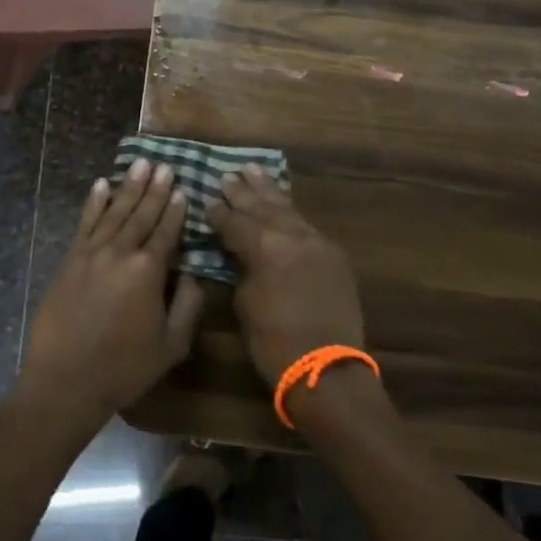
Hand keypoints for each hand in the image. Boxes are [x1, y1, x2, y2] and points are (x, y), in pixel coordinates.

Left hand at [20, 159, 205, 426]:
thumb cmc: (124, 368)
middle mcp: (120, 253)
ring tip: (140, 163)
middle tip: (163, 164)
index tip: (182, 188)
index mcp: (148, 271)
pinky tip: (101, 185)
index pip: (166, 231)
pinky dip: (94, 203)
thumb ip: (188, 305)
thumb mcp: (171, 345)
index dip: (175, 209)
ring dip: (128, 187)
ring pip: (114, 212)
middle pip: (141, 214)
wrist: (65, 381)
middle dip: (154, 189)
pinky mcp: (70, 260)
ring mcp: (91, 253)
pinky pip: (85, 223)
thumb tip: (194, 274)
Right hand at [206, 167, 364, 386]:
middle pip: (263, 207)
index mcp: (266, 247)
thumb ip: (242, 269)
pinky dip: (290, 213)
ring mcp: (318, 243)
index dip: (219, 213)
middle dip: (243, 192)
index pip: (236, 222)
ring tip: (253, 171)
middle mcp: (293, 236)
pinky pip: (306, 226)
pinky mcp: (334, 256)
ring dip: (269, 191)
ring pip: (288, 209)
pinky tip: (282, 205)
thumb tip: (240, 255)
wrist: (327, 370)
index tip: (207, 200)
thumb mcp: (245, 304)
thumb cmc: (275, 343)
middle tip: (227, 175)